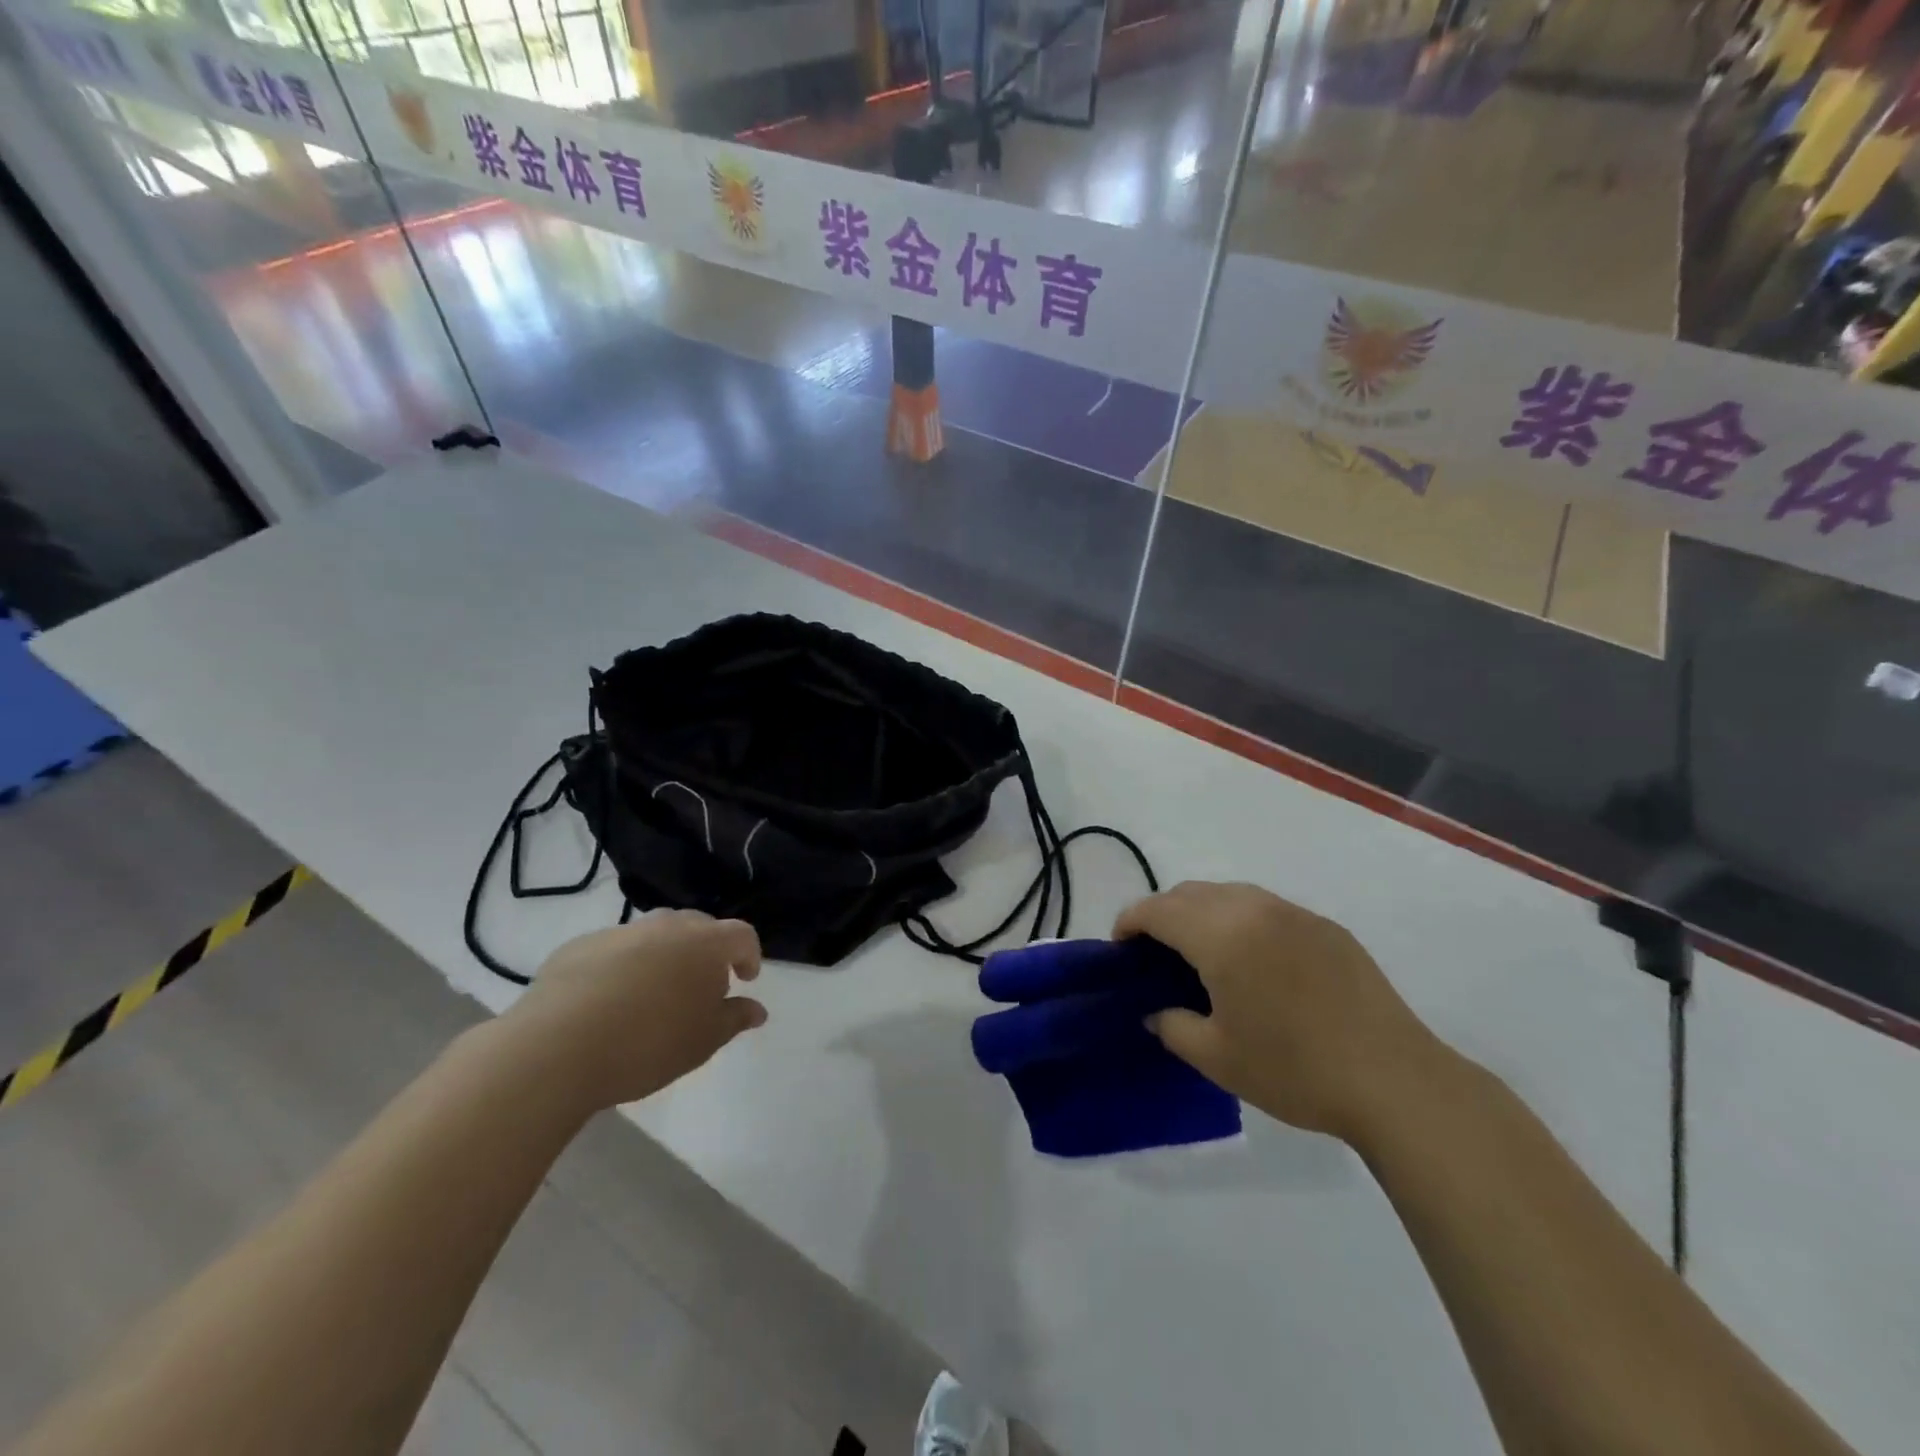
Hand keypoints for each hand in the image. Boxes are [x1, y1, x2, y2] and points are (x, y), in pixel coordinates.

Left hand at [499, 911, 765, 1110]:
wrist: (557, 1048)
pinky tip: (608, 1001)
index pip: (741, 935)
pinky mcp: (579, 946)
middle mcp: (666, 926)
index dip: (748, 955)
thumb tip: (757, 1009)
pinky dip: (622, 966)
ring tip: (653, 993)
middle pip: (698, 926)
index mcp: (705, 943)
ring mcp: (620, 932)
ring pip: (654, 934)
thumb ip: (734, 1019)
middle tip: (700, 986)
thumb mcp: (704, 1041)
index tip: (744, 979)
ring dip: (663, 955)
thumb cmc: (649, 1044)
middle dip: (705, 950)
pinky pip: (613, 949)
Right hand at [1116, 882, 1443, 1142]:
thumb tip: (1156, 1012)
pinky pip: (1266, 908)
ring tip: (1200, 953)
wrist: (1394, 1080)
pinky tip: (1253, 960)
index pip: (1158, 909)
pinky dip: (1241, 920)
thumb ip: (1173, 1026)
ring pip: (1229, 893)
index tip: (1120, 948)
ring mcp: (1294, 913)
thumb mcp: (1217, 1057)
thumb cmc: (1294, 1069)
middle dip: (1162, 913)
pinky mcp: (1325, 927)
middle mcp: (1253, 909)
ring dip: (1201, 912)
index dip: (1129, 922)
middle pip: (1190, 893)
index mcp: (1221, 934)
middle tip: (1155, 953)